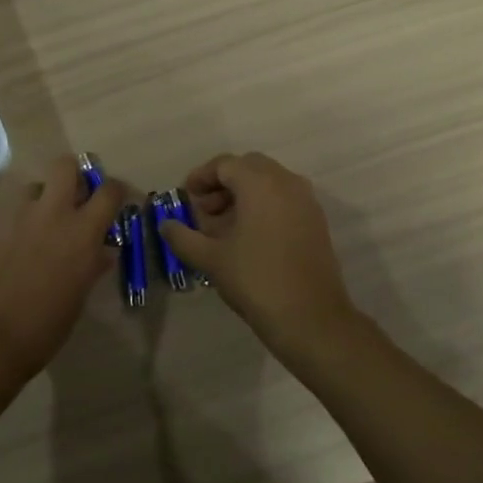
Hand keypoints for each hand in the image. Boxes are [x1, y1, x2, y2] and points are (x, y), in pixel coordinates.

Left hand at [0, 154, 125, 388]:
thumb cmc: (43, 327)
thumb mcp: (78, 297)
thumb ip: (91, 266)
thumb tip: (100, 252)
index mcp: (83, 233)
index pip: (109, 191)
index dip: (115, 190)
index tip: (115, 198)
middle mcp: (52, 213)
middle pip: (66, 165)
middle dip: (74, 174)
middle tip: (74, 195)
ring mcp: (16, 215)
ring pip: (33, 185)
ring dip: (40, 198)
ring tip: (37, 224)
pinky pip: (7, 209)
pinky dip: (14, 220)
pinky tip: (8, 244)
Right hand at [157, 152, 357, 348]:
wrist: (310, 317)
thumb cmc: (255, 280)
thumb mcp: (210, 259)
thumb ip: (183, 237)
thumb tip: (166, 225)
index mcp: (260, 183)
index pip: (225, 164)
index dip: (201, 177)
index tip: (186, 196)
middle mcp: (287, 182)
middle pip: (249, 168)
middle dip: (223, 184)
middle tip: (204, 210)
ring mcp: (306, 201)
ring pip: (269, 183)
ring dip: (244, 195)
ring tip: (223, 227)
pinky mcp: (316, 221)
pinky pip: (285, 199)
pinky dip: (264, 206)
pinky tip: (248, 237)